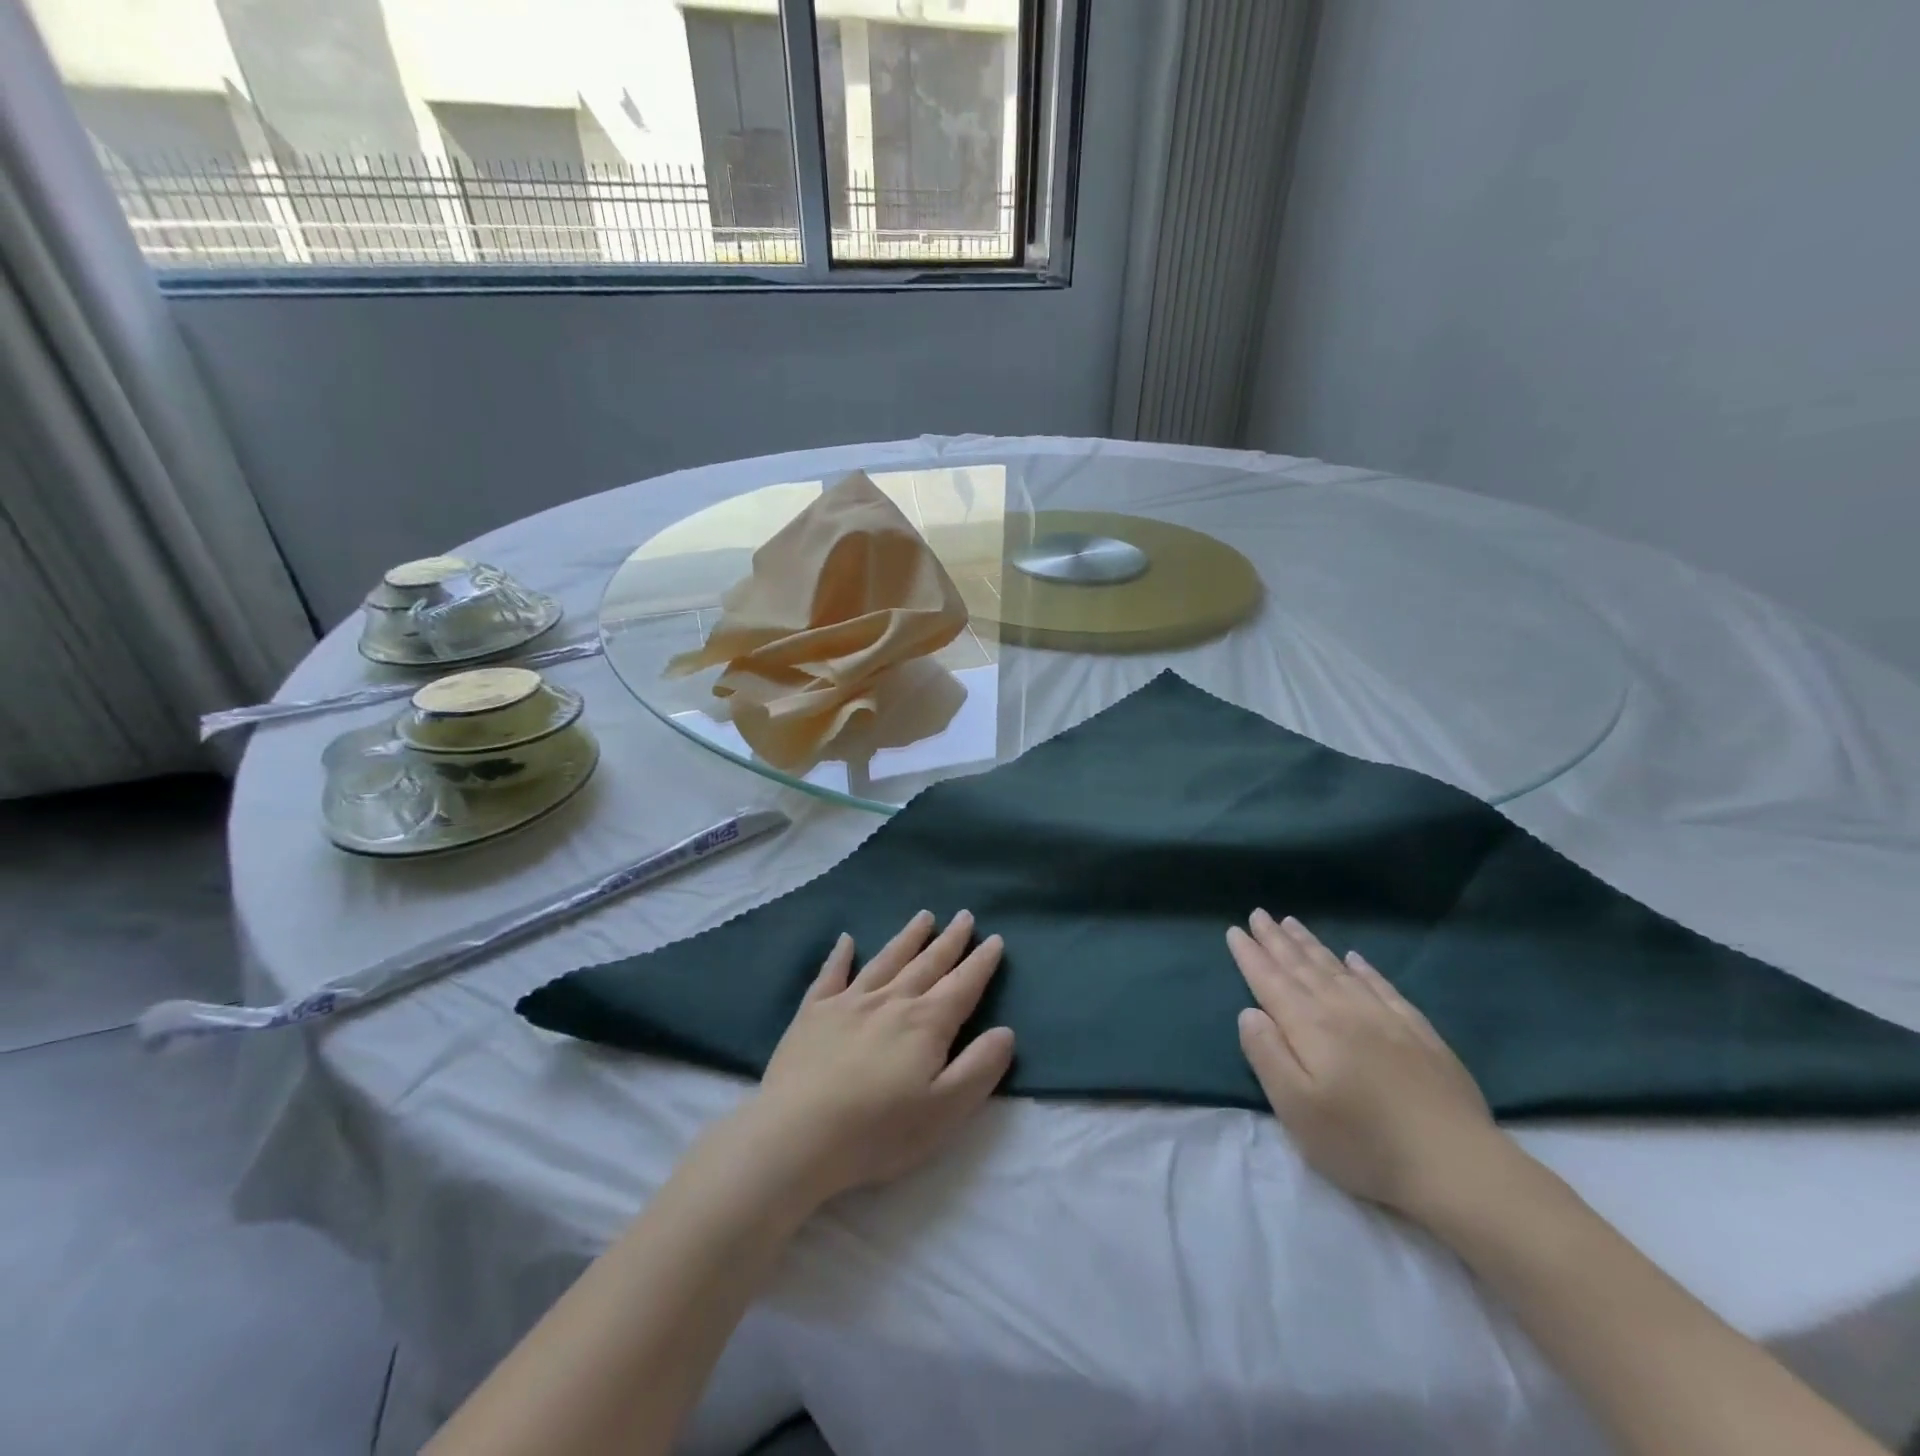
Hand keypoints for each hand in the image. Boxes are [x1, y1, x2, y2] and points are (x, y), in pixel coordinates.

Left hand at [736, 910, 1015, 1207]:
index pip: (962, 985)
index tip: (995, 939)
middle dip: (950, 940)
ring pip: (886, 960)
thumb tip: (1005, 1031)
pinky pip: (830, 975)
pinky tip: (846, 940)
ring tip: (924, 917)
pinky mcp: (813, 1013)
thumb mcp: (945, 1110)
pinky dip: (840, 956)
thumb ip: (979, 1068)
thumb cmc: (878, 1131)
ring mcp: (848, 1003)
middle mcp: (891, 1001)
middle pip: (927, 964)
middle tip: (964, 916)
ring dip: (907, 938)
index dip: (981, 963)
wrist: (797, 1136)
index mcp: (926, 1024)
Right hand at [1228, 910, 1501, 1218]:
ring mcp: (1385, 1018)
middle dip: (1276, 940)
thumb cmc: (1363, 1142)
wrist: (1457, 1164)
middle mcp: (1343, 1010)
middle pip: (1302, 967)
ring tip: (1292, 923)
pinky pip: (1382, 986)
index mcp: (1310, 1027)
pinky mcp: (1419, 1032)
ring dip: (1311, 945)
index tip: (1234, 930)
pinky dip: (1363, 968)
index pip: (1271, 981)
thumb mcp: (1296, 1108)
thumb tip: (1249, 1012)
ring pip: (1338, 969)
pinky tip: (1355, 958)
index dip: (1251, 956)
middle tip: (1259, 913)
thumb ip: (1267, 1054)